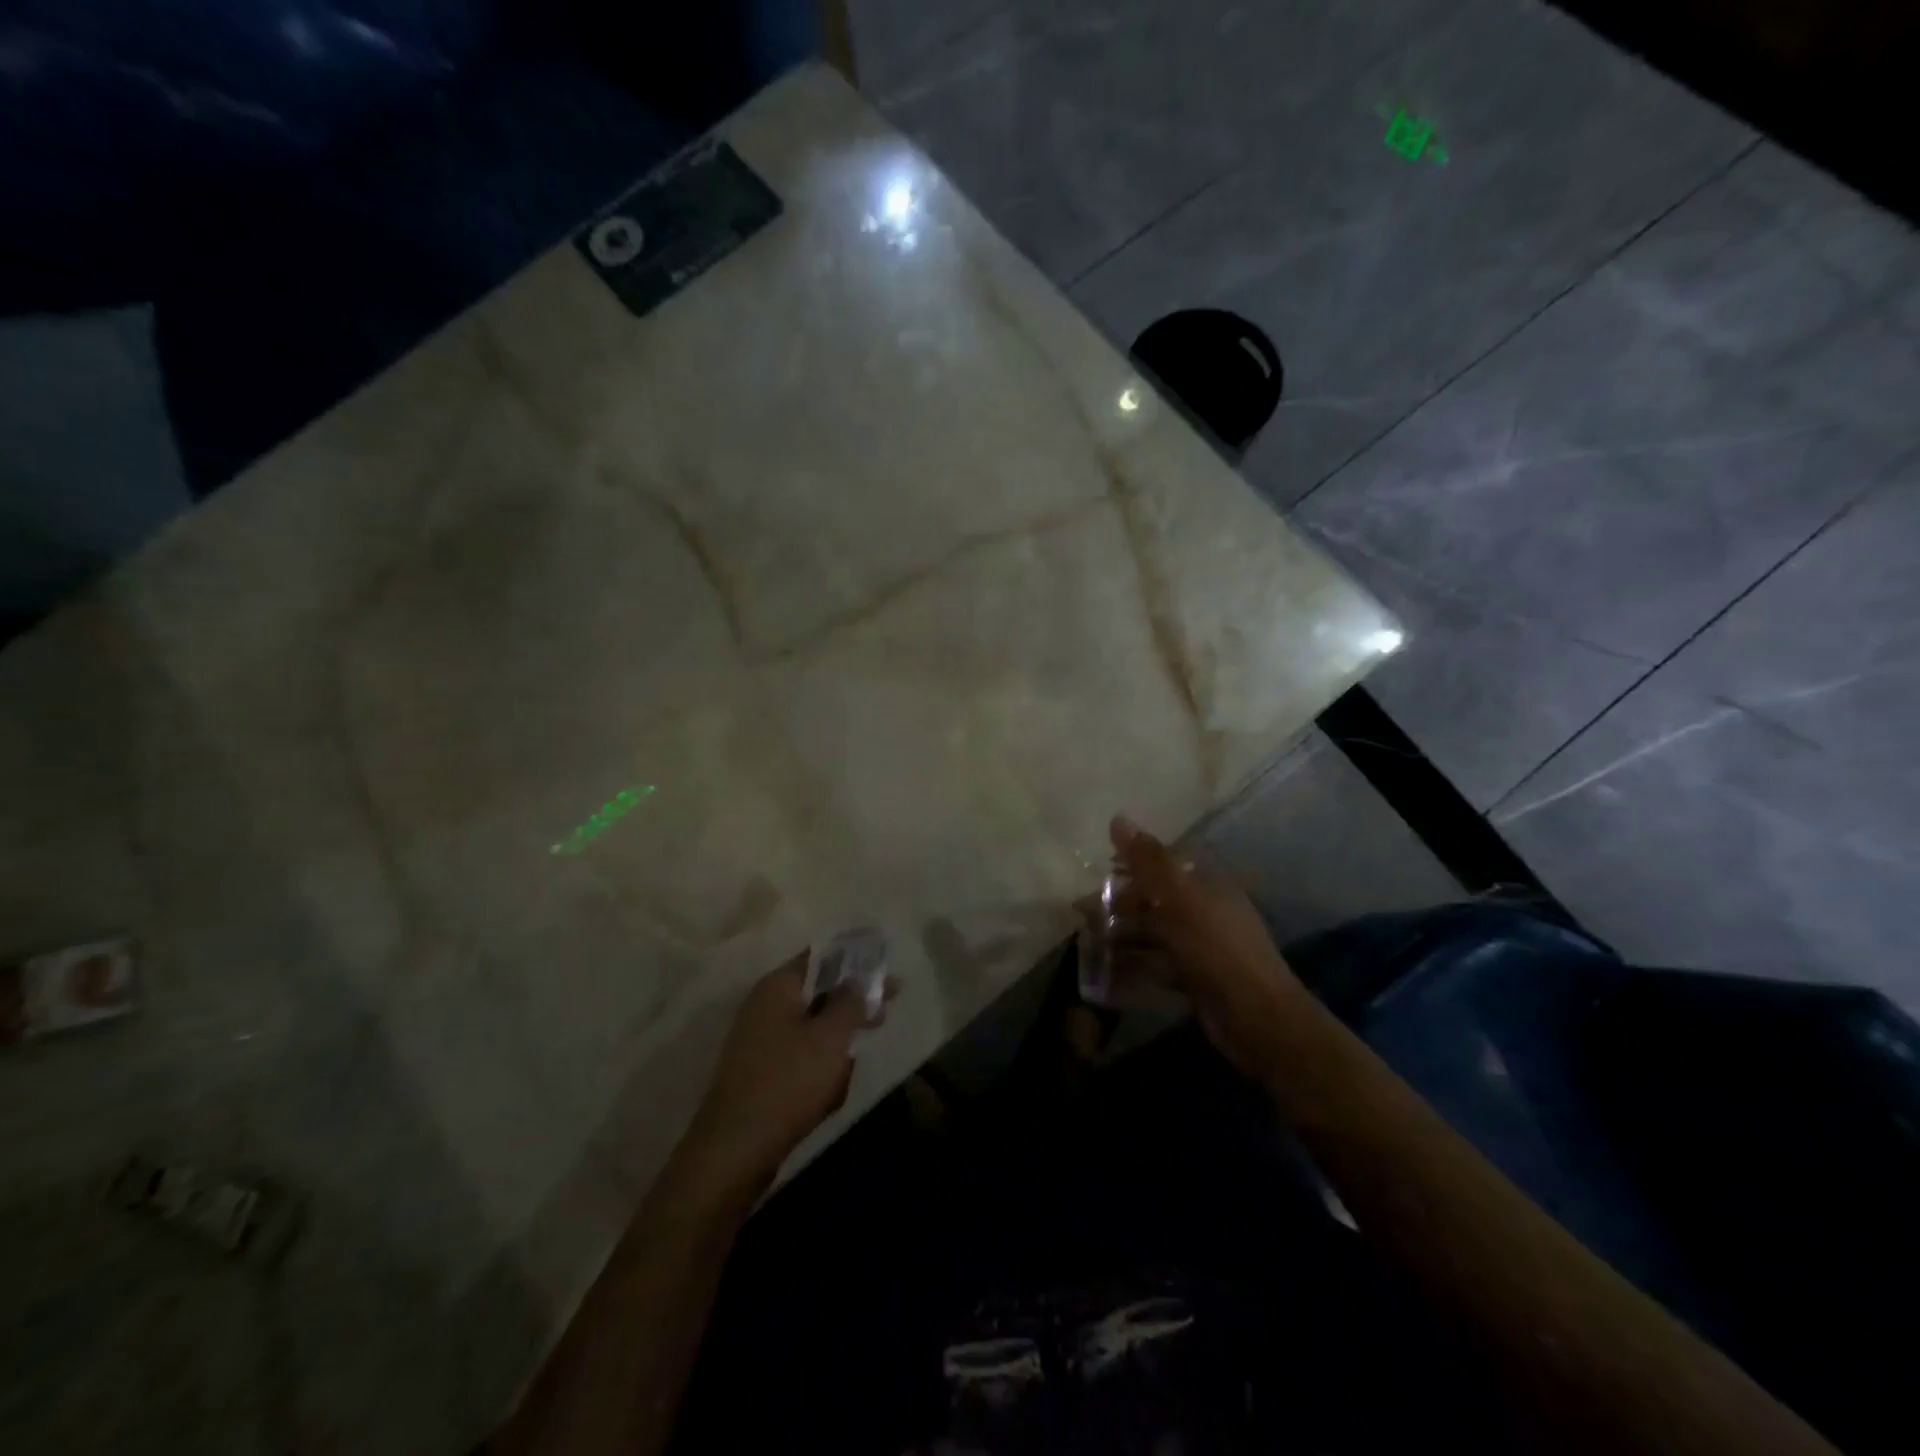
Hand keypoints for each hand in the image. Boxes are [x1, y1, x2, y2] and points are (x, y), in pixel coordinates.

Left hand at [681, 951, 892, 1192]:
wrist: (735, 1148)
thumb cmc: (788, 1081)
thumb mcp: (831, 1037)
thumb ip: (850, 1002)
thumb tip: (858, 979)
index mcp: (778, 986)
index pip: (821, 956)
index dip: (855, 958)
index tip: (884, 965)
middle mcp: (764, 1005)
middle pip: (817, 991)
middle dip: (851, 1001)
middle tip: (886, 1009)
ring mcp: (759, 1039)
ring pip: (810, 1026)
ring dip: (837, 1037)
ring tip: (857, 1056)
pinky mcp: (760, 1071)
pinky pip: (799, 1055)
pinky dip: (820, 1062)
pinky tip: (834, 1086)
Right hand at [1093, 815, 1306, 1078]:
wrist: (1256, 1017)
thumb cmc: (1215, 948)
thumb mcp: (1178, 898)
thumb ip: (1148, 860)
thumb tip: (1119, 817)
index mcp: (1208, 884)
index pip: (1166, 863)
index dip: (1133, 863)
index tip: (1100, 869)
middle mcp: (1205, 911)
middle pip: (1156, 899)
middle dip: (1120, 904)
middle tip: (1083, 914)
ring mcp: (1201, 947)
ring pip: (1154, 933)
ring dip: (1122, 936)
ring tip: (1088, 943)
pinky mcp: (1195, 978)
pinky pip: (1157, 965)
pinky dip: (1133, 966)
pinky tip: (1106, 973)